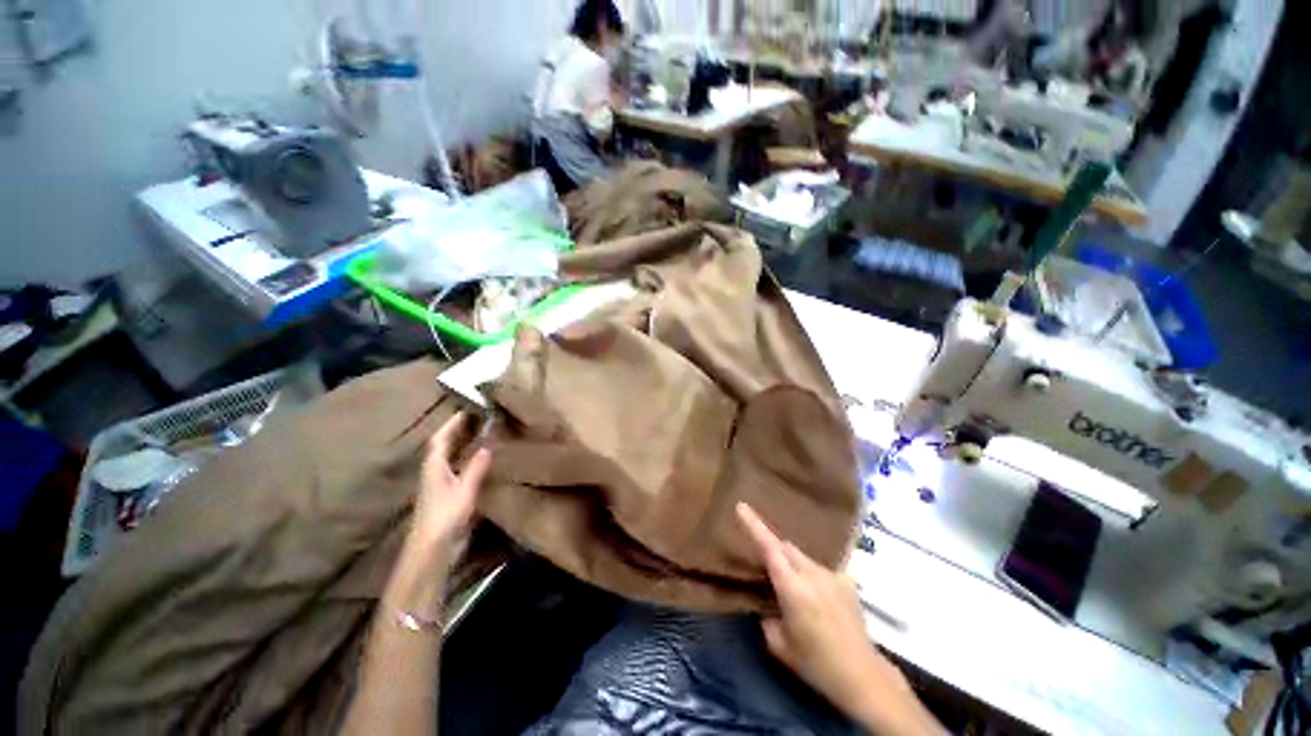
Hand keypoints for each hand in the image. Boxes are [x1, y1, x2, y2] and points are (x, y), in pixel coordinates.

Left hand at [412, 413, 491, 551]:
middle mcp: (433, 470)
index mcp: (434, 466)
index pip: (441, 437)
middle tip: (477, 417)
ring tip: (480, 431)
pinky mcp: (444, 492)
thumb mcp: (465, 490)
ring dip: (461, 442)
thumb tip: (488, 445)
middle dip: (458, 429)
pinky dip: (464, 456)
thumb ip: (476, 467)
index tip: (467, 408)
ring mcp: (437, 482)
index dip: (453, 422)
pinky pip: (455, 465)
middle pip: (443, 444)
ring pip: (448, 455)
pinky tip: (477, 458)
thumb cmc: (445, 516)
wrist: (430, 548)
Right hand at [737, 503, 934, 733]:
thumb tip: (764, 606)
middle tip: (762, 559)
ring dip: (791, 562)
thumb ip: (766, 618)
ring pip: (802, 557)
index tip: (741, 506)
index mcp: (793, 588)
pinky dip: (810, 574)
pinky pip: (820, 568)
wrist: (863, 675)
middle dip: (771, 546)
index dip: (753, 524)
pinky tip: (815, 595)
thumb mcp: (780, 646)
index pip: (769, 547)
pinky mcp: (847, 581)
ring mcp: (832, 575)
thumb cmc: (816, 664)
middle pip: (785, 546)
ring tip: (790, 584)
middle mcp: (812, 574)